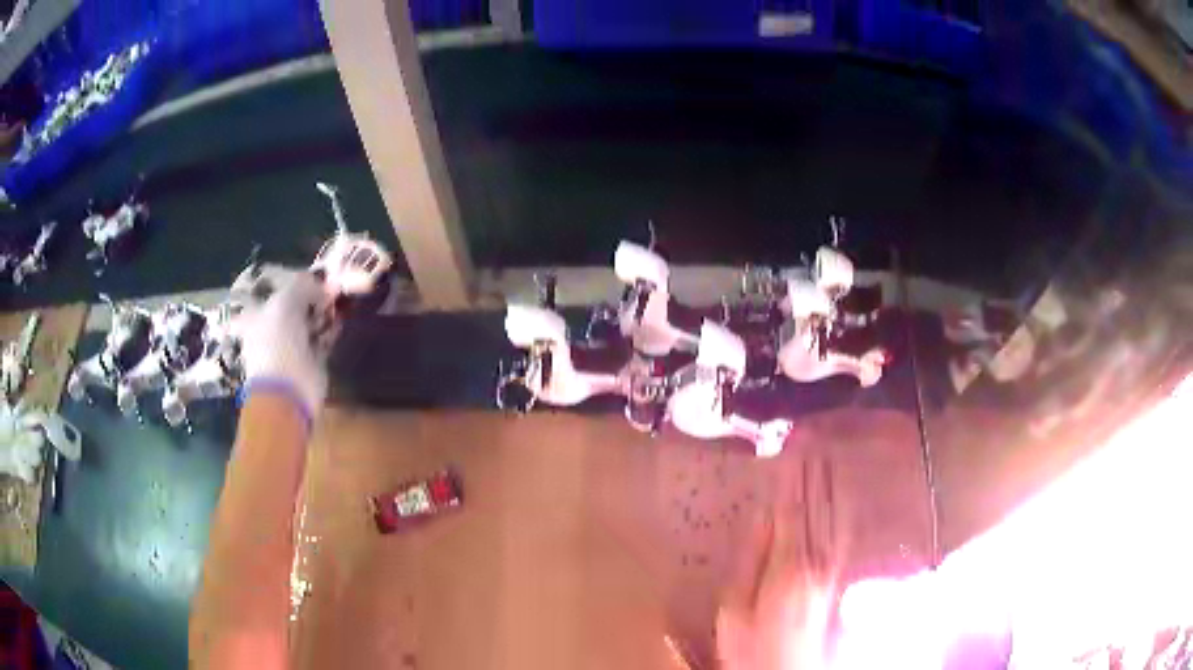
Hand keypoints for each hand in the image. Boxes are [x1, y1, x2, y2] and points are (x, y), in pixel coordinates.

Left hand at [233, 269, 337, 426]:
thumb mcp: (286, 301)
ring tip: (340, 298)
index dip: (296, 281)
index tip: (315, 276)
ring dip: (325, 310)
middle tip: (332, 286)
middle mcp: (274, 327)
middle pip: (297, 304)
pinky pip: (324, 337)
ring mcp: (292, 344)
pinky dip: (333, 327)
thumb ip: (303, 285)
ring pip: (311, 320)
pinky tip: (342, 317)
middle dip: (314, 295)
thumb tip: (321, 283)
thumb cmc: (278, 343)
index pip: (278, 290)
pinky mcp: (312, 359)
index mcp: (259, 314)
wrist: (287, 391)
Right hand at [717, 458, 846, 669]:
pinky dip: (841, 506)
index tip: (792, 443)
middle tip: (811, 434)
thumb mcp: (734, 608)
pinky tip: (843, 492)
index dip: (792, 474)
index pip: (790, 507)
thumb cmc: (752, 647)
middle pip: (816, 504)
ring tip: (826, 450)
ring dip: (829, 480)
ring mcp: (832, 567)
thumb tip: (762, 515)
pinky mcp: (838, 576)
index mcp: (788, 564)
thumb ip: (750, 559)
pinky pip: (843, 531)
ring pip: (833, 513)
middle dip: (813, 468)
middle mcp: (817, 558)